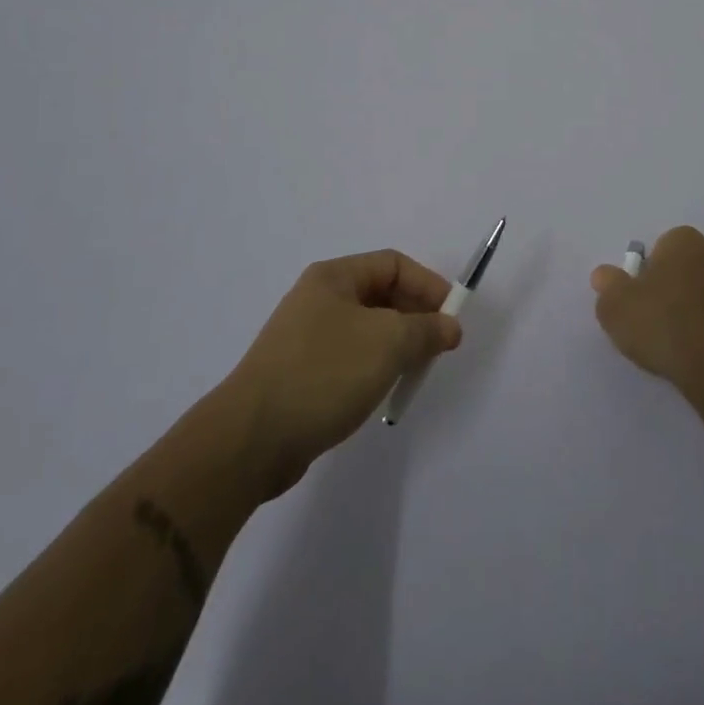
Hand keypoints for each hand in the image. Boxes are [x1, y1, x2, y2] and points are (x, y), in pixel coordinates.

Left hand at [225, 251, 462, 497]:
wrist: (251, 440)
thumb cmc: (324, 374)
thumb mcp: (387, 343)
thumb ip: (426, 329)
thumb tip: (449, 326)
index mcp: (333, 277)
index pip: (393, 264)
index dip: (428, 285)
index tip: (452, 317)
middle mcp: (318, 299)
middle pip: (381, 295)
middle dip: (415, 316)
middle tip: (439, 347)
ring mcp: (306, 337)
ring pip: (367, 329)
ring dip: (397, 344)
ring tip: (414, 371)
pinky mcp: (300, 373)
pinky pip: (350, 357)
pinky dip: (374, 367)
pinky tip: (381, 391)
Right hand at [590, 226, 703, 403]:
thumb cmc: (664, 327)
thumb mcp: (616, 308)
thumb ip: (608, 286)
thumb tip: (604, 274)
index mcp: (685, 242)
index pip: (665, 246)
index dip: (653, 272)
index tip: (645, 300)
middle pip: (696, 264)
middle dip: (684, 284)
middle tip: (666, 320)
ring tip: (693, 341)